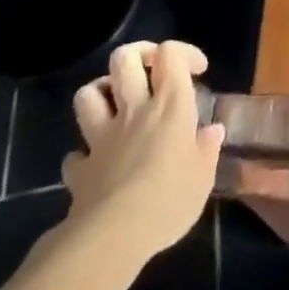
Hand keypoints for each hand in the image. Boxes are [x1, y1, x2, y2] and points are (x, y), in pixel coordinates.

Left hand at [61, 40, 224, 258]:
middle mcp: (134, 110)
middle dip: (137, 54)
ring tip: (115, 105)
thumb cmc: (169, 200)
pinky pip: (75, 153)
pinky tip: (96, 163)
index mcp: (170, 105)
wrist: (112, 237)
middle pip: (124, 59)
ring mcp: (102, 137)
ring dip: (100, 93)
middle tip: (151, 69)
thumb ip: (207, 148)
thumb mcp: (203, 176)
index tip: (197, 70)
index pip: (170, 54)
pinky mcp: (81, 169)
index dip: (183, 52)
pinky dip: (84, 154)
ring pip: (88, 94)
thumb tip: (212, 131)